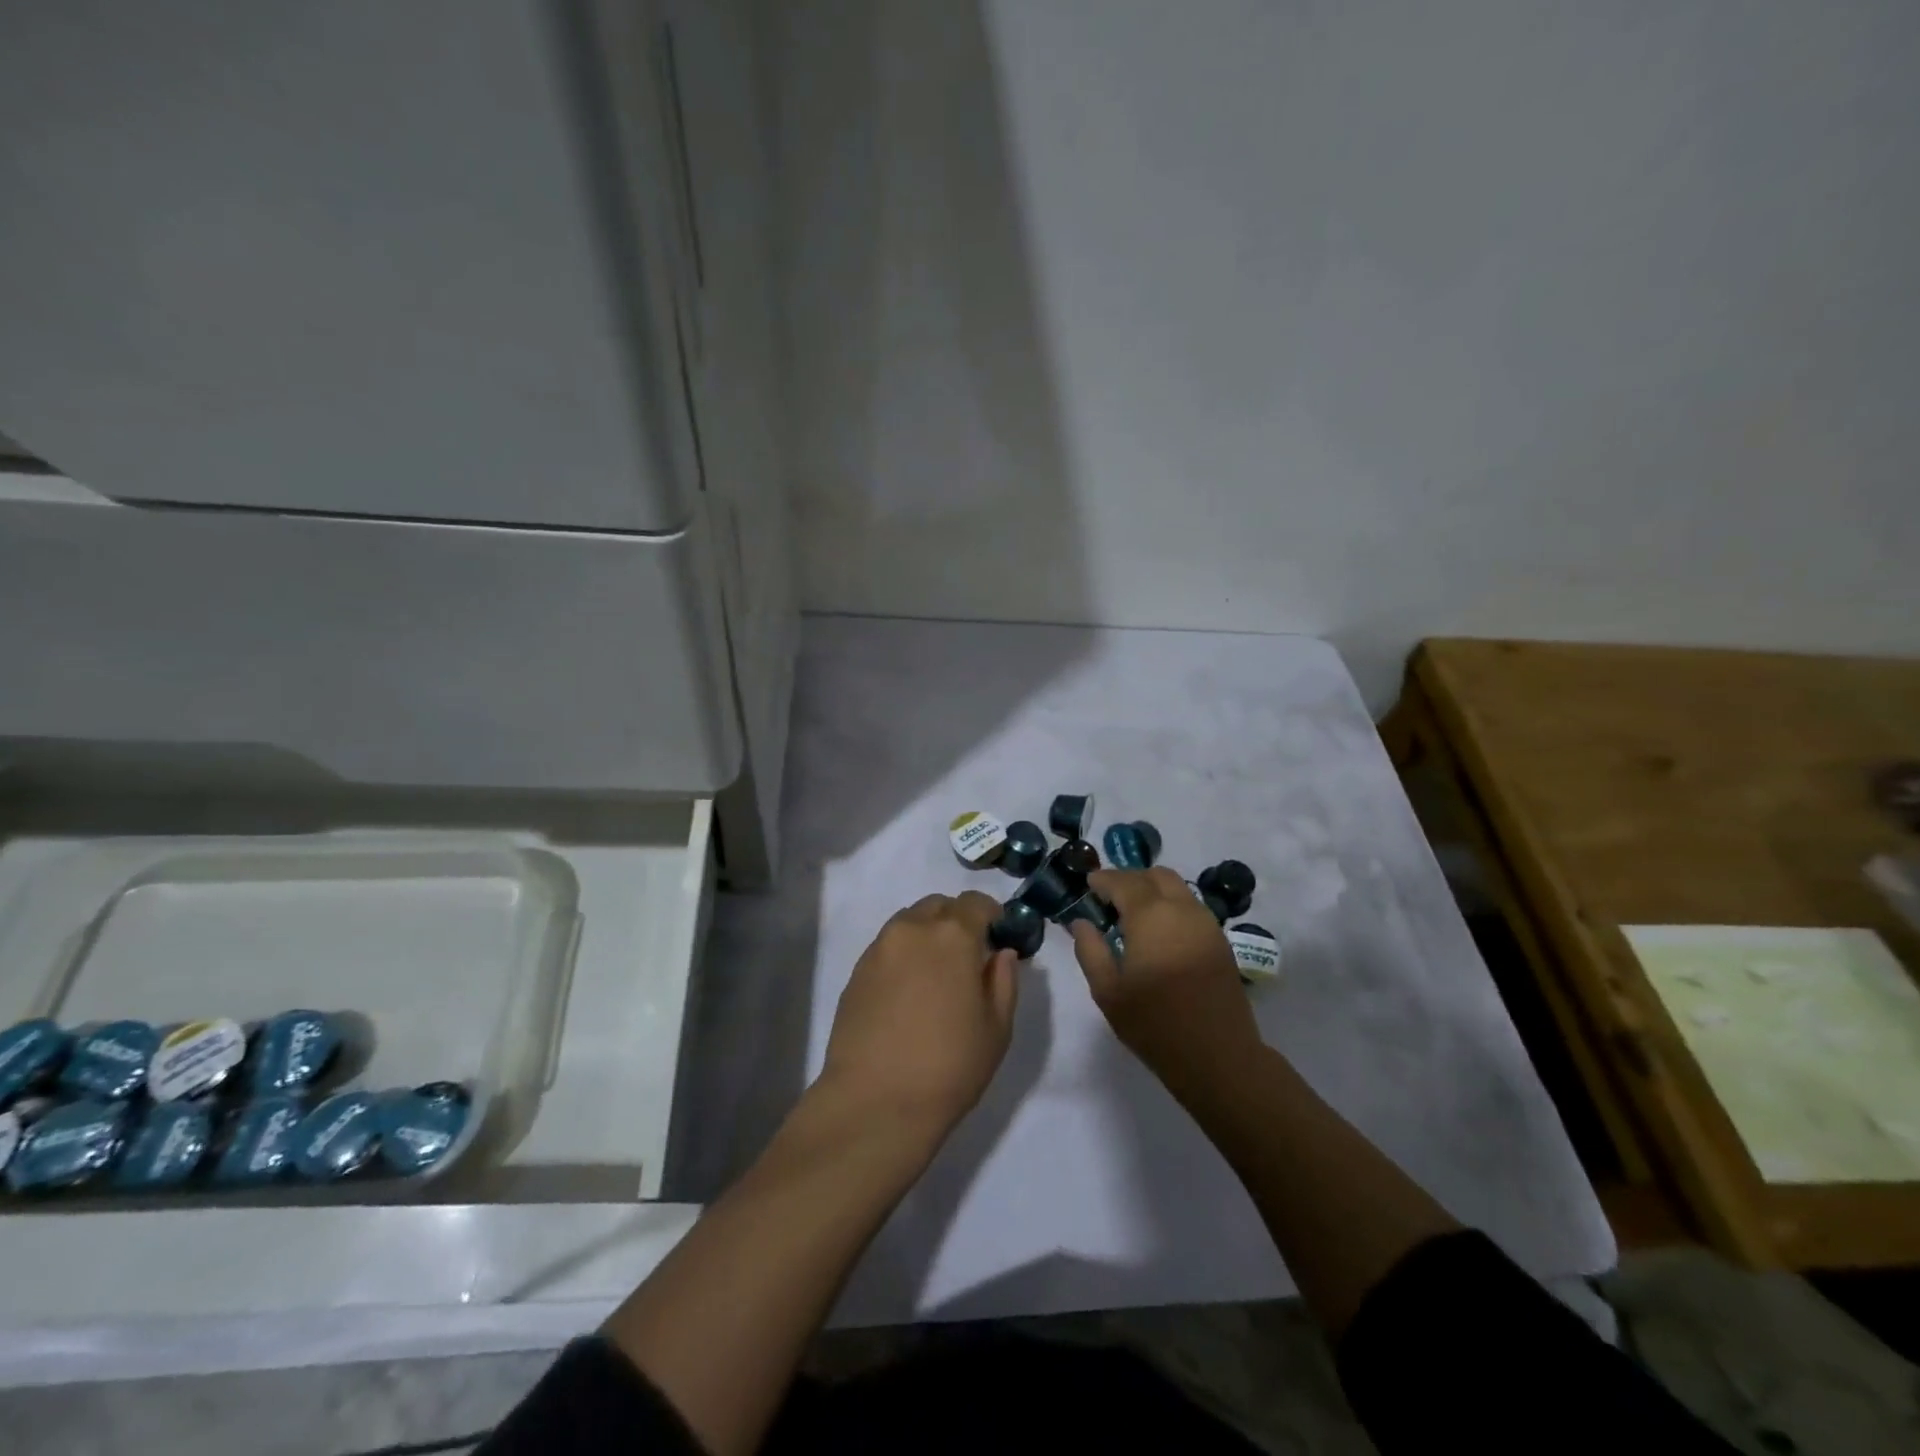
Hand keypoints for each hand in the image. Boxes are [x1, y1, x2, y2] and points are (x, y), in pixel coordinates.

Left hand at [818, 891, 1018, 1136]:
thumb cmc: (948, 1067)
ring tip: (936, 977)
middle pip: (939, 906)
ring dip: (928, 935)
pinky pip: (889, 946)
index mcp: (952, 935)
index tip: (998, 940)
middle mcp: (912, 929)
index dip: (992, 916)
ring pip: (910, 922)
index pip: (976, 903)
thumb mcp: (996, 1028)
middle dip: (957, 921)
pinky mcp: (856, 970)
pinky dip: (904, 955)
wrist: (874, 1102)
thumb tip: (1000, 953)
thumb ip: (1003, 980)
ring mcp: (879, 948)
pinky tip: (909, 994)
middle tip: (967, 959)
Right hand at [1069, 868, 1264, 1096]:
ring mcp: (1206, 924)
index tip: (1089, 884)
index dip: (1103, 879)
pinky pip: (1191, 907)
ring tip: (1133, 914)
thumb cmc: (1155, 1025)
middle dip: (1130, 879)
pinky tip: (1159, 931)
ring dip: (1153, 890)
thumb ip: (1090, 950)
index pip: (1123, 882)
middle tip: (1110, 898)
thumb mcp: (1108, 992)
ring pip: (1177, 888)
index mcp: (1151, 917)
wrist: (1219, 1057)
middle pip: (1155, 876)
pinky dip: (1171, 905)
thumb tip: (1081, 923)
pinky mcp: (1220, 941)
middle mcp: (1181, 909)